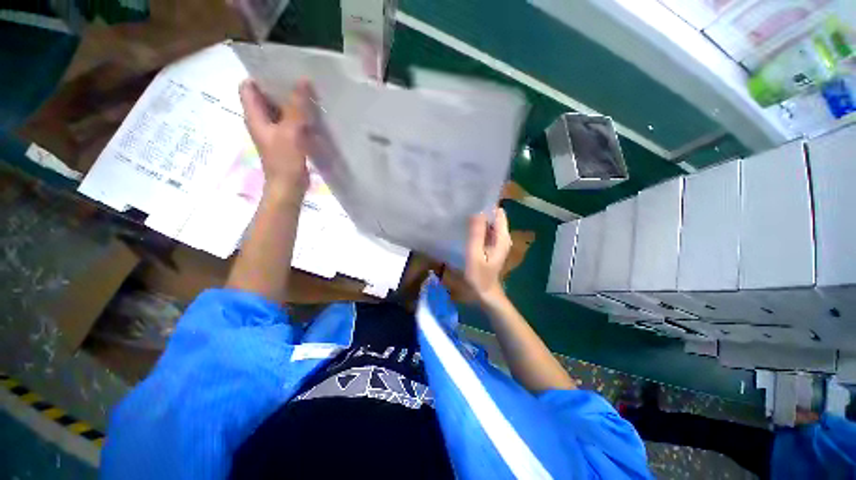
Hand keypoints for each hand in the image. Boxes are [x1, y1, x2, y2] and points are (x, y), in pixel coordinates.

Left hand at [239, 79, 311, 201]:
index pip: (248, 86)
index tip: (281, 72)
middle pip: (265, 96)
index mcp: (254, 115)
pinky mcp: (285, 141)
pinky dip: (299, 118)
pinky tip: (312, 117)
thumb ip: (296, 107)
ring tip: (309, 96)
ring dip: (292, 103)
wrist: (288, 187)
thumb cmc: (284, 160)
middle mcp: (261, 121)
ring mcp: (274, 132)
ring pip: (279, 110)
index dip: (261, 76)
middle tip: (300, 82)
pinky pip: (290, 123)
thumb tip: (303, 81)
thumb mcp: (291, 131)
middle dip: (280, 88)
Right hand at [465, 208, 512, 304]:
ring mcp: (499, 241)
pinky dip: (479, 228)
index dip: (487, 206)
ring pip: (490, 223)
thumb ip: (476, 234)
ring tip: (464, 218)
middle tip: (465, 211)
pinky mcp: (493, 245)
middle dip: (482, 212)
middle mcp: (503, 236)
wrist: (485, 293)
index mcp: (502, 237)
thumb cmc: (479, 276)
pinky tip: (468, 229)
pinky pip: (487, 231)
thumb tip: (477, 211)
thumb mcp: (475, 255)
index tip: (471, 204)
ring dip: (480, 220)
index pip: (498, 213)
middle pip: (495, 216)